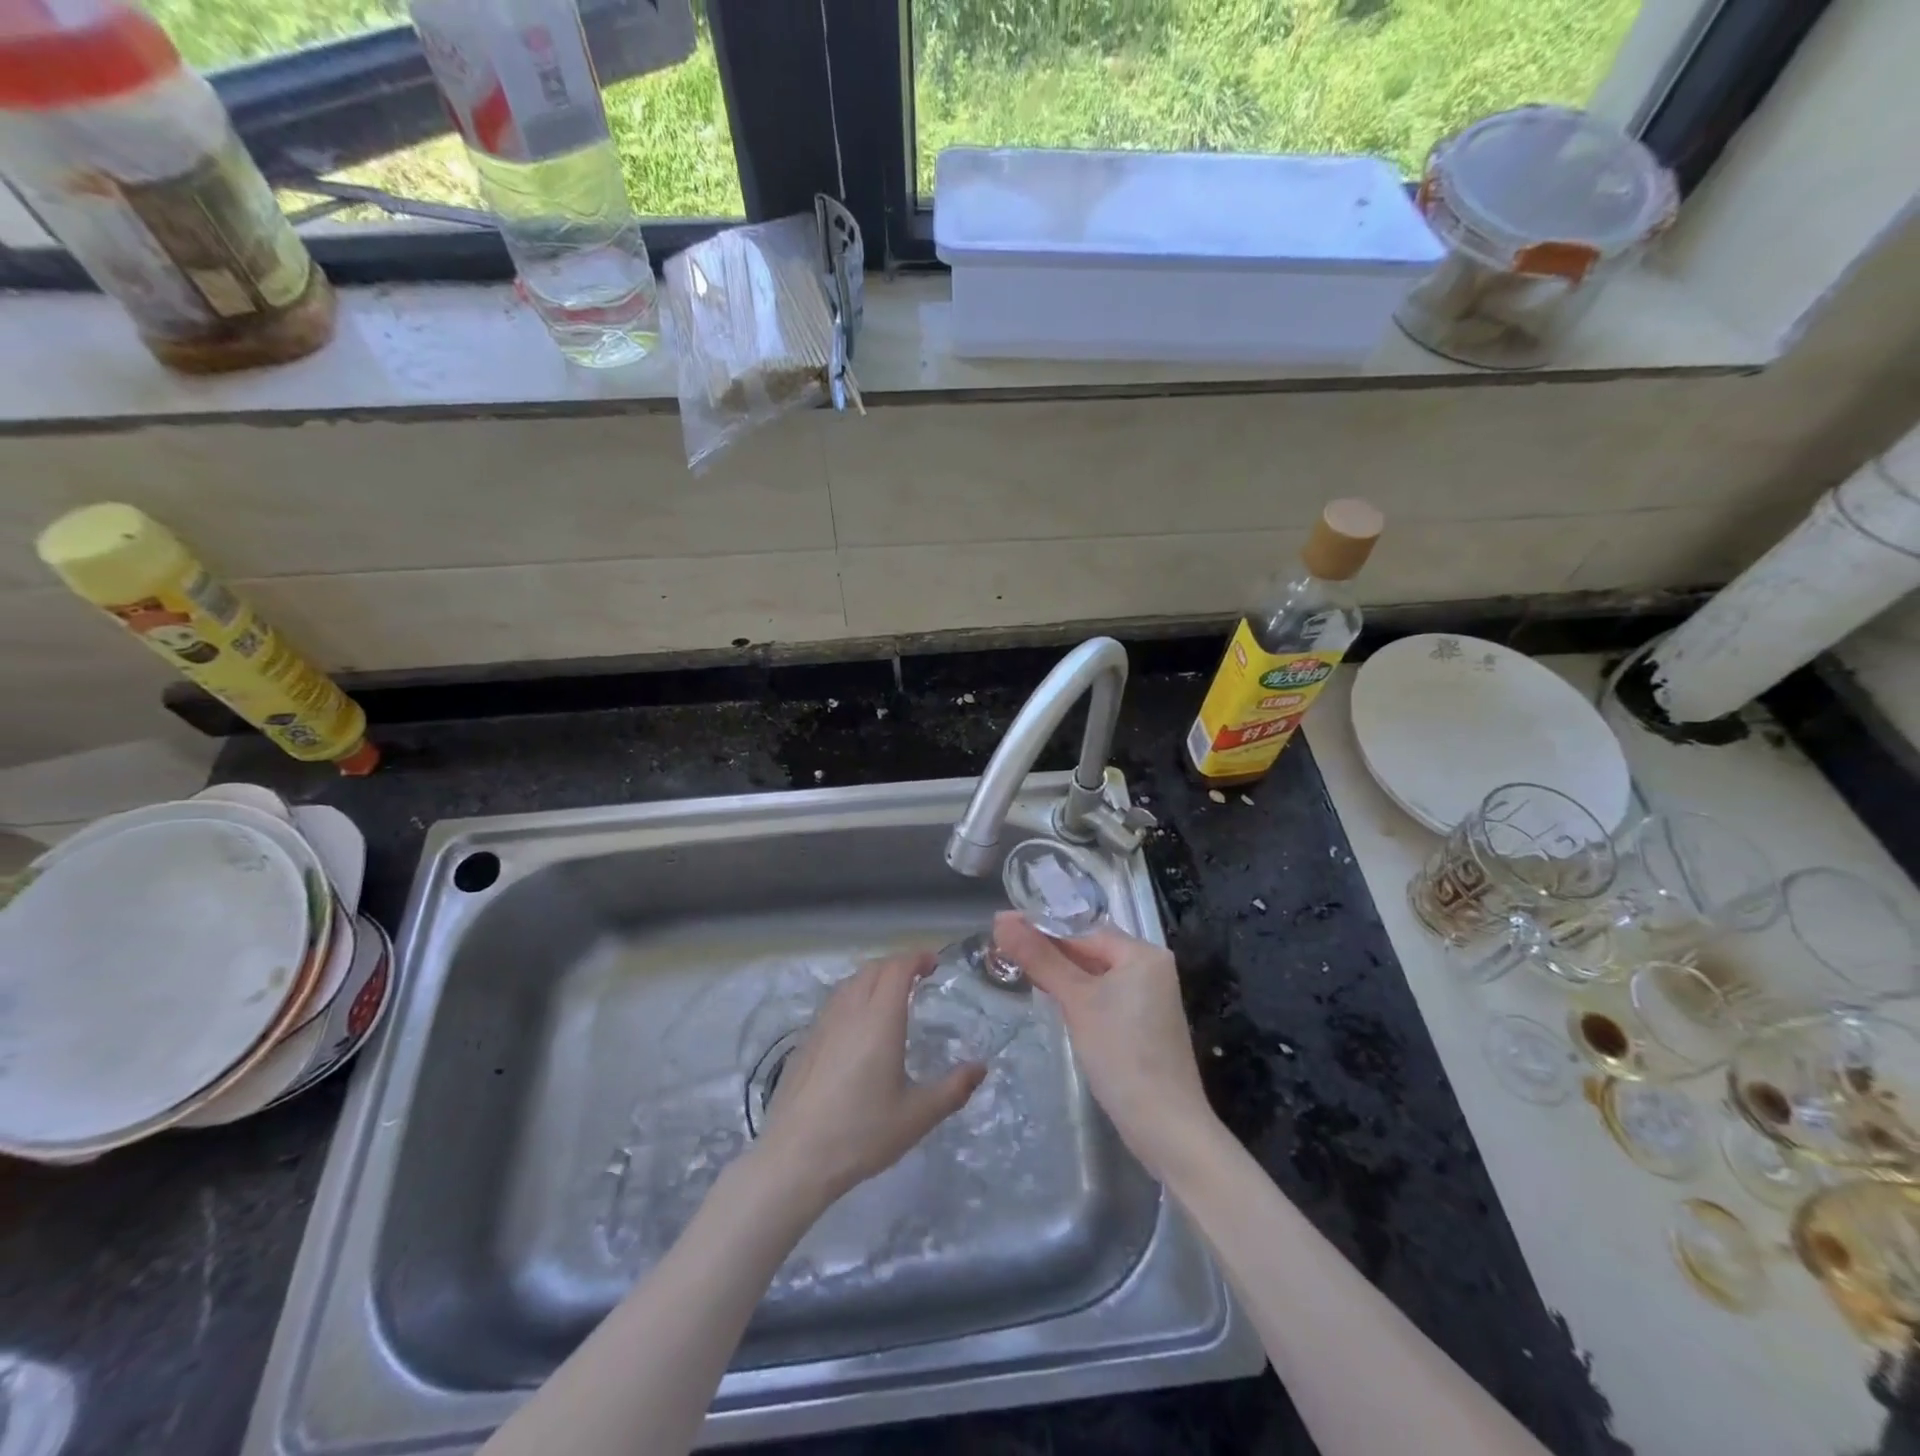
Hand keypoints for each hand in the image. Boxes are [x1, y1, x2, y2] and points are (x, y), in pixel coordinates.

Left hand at [754, 951, 984, 1209]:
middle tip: (918, 977)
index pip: (898, 969)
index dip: (917, 958)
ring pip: (850, 983)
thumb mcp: (917, 1116)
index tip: (934, 963)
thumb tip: (981, 1068)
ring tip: (890, 995)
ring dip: (874, 977)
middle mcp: (850, 1011)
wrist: (795, 1157)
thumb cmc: (861, 1133)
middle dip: (897, 965)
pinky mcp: (806, 1042)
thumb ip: (953, 1089)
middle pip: (874, 969)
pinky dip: (853, 996)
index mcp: (880, 1020)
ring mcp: (823, 1024)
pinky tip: (858, 1024)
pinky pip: (834, 1002)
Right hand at [993, 912, 1216, 1176]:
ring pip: (1095, 976)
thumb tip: (1001, 919)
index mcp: (1143, 953)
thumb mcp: (1076, 1001)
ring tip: (1020, 974)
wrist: (1165, 1126)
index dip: (1043, 931)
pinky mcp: (1143, 1025)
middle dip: (1050, 954)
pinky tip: (1054, 1004)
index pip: (1084, 931)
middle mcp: (1151, 969)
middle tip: (1004, 955)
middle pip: (1091, 951)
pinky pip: (1104, 998)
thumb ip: (1039, 958)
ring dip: (1061, 976)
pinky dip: (1079, 997)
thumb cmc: (1121, 1053)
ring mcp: (1149, 999)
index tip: (1004, 936)